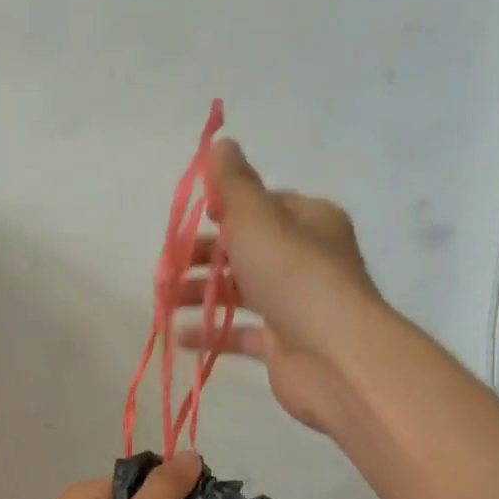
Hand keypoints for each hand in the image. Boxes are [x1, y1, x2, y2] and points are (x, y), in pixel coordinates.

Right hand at [177, 139, 385, 432]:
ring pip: (240, 293)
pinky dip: (211, 333)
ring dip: (200, 295)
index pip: (265, 206)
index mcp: (309, 221)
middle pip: (247, 251)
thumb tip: (222, 142)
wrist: (333, 356)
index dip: (228, 209)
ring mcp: (295, 305)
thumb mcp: (257, 219)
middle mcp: (306, 260)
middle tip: (168, 267)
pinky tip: (180, 336)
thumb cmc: (294, 276)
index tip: (196, 219)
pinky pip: (241, 334)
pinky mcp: (283, 345)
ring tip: (165, 301)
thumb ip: (235, 184)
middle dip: (204, 257)